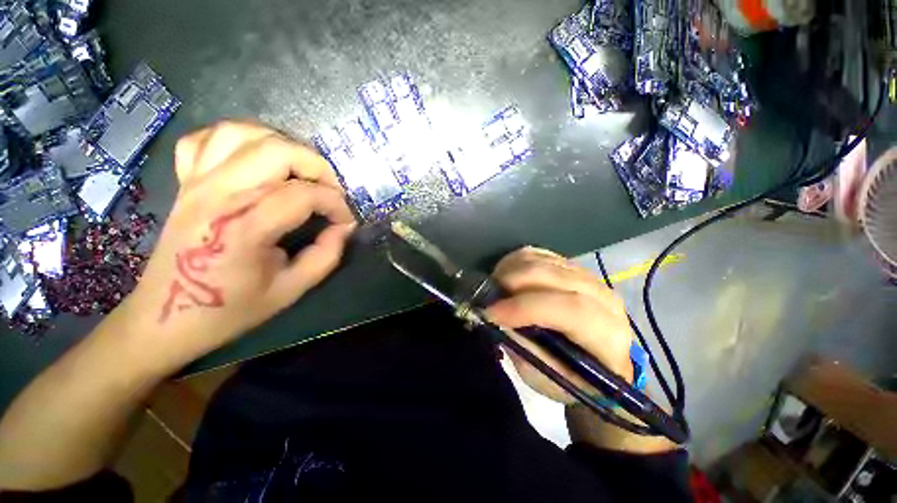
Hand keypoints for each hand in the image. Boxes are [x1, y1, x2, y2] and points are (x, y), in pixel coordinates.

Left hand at [115, 121, 354, 373]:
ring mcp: (195, 183)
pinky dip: (237, 140)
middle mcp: (217, 196)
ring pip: (242, 133)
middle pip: (276, 151)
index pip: (303, 195)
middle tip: (330, 190)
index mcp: (243, 229)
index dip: (336, 204)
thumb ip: (326, 256)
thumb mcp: (291, 290)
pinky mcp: (185, 182)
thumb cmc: (230, 309)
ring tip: (299, 170)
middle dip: (316, 166)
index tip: (346, 221)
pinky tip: (255, 160)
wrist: (166, 317)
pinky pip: (206, 139)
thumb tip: (345, 228)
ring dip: (281, 144)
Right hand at [485, 247, 633, 403]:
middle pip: (554, 276)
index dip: (526, 307)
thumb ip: (522, 346)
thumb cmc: (572, 377)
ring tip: (496, 286)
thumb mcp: (546, 377)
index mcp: (607, 336)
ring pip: (545, 261)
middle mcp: (605, 300)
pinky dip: (518, 261)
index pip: (570, 310)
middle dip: (513, 281)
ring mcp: (589, 278)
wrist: (597, 361)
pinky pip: (541, 254)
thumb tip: (496, 317)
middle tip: (488, 294)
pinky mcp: (574, 267)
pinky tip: (508, 275)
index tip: (491, 312)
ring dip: (512, 269)